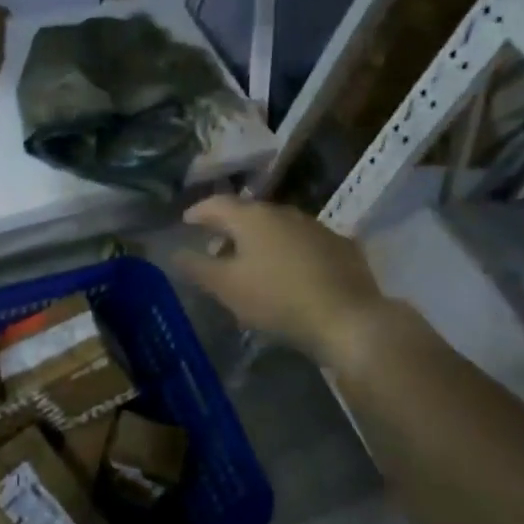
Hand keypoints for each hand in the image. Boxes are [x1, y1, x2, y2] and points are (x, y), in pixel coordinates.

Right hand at [171, 195, 389, 365]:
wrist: (349, 320)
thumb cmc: (277, 299)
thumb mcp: (226, 287)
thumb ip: (197, 267)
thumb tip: (175, 252)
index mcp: (252, 217)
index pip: (216, 204)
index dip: (198, 212)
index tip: (186, 222)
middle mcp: (284, 212)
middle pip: (248, 214)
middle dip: (229, 229)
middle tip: (216, 249)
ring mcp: (317, 227)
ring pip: (278, 228)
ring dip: (260, 241)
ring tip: (251, 265)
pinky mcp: (341, 247)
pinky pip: (303, 243)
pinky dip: (288, 252)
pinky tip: (288, 273)